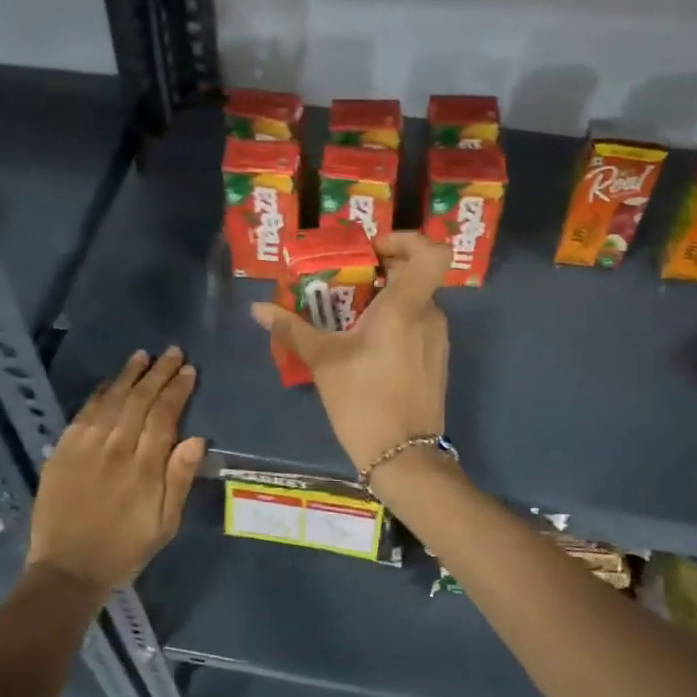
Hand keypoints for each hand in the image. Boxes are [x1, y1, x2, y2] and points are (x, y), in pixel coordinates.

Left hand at [27, 348, 205, 594]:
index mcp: (143, 468)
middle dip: (158, 373)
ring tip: (143, 356)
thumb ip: (179, 479)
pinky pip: (83, 415)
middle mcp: (114, 450)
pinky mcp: (61, 453)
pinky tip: (109, 383)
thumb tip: (196, 439)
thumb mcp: (165, 524)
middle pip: (139, 401)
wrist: (67, 571)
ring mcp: (84, 449)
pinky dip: (98, 395)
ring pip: (111, 401)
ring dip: (129, 376)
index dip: (177, 390)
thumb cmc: (125, 550)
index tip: (189, 371)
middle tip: (172, 352)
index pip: (164, 416)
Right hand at [250, 232, 450, 473]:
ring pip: (414, 302)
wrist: (404, 456)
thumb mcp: (323, 362)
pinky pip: (417, 326)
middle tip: (343, 284)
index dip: (406, 239)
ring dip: (384, 301)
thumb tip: (258, 308)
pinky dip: (394, 324)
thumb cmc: (363, 401)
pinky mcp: (436, 361)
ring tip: (347, 319)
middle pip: (414, 275)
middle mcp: (430, 315)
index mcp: (407, 306)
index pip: (432, 251)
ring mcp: (438, 340)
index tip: (372, 251)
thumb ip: (292, 329)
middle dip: (379, 273)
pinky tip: (365, 348)